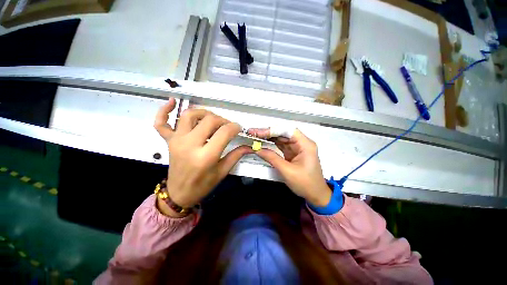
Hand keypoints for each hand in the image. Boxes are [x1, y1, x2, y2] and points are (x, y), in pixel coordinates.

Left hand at [154, 98, 251, 214]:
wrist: (179, 193)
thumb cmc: (203, 185)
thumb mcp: (222, 172)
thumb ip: (236, 155)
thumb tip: (249, 146)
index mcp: (206, 156)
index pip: (224, 132)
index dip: (234, 127)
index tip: (238, 129)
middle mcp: (190, 145)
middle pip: (209, 120)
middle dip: (223, 120)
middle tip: (228, 126)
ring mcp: (176, 141)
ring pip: (189, 115)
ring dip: (204, 113)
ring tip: (212, 119)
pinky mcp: (169, 141)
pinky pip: (161, 123)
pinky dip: (164, 111)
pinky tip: (171, 101)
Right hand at [251, 129, 331, 206]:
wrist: (316, 195)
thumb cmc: (305, 183)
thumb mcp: (287, 171)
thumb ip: (272, 158)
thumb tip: (257, 149)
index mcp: (305, 144)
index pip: (287, 130)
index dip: (272, 130)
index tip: (258, 132)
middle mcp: (302, 143)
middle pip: (283, 133)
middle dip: (268, 133)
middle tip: (253, 133)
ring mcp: (297, 147)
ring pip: (281, 138)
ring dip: (269, 137)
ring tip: (255, 136)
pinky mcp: (293, 153)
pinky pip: (281, 145)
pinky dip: (272, 144)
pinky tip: (263, 142)